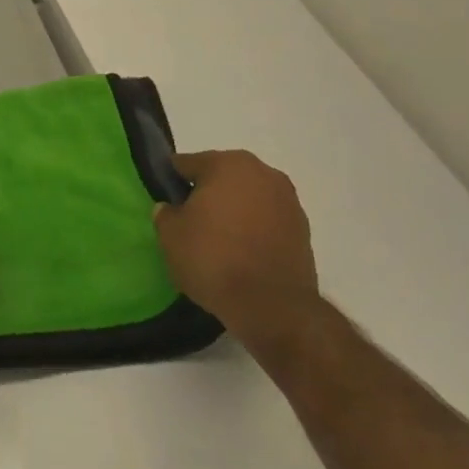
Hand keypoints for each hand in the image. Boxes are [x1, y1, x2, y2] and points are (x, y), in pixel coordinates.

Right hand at [153, 150, 321, 349]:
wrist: (272, 305)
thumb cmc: (213, 258)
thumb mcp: (170, 235)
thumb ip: (166, 214)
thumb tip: (171, 208)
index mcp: (228, 165)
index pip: (189, 163)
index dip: (172, 180)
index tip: (164, 198)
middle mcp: (263, 173)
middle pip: (223, 176)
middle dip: (207, 192)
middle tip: (189, 219)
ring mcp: (288, 201)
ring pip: (248, 197)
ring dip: (233, 210)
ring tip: (217, 238)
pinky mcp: (303, 230)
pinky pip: (267, 220)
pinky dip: (253, 228)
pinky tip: (240, 251)